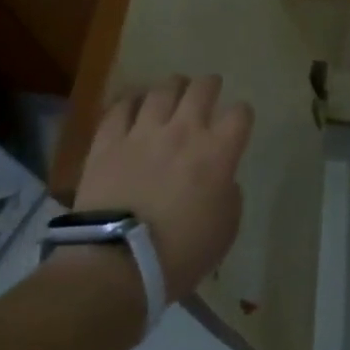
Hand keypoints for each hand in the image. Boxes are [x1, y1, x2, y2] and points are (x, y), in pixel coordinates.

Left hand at [75, 76, 251, 304]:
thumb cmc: (181, 252)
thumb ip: (229, 193)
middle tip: (209, 88)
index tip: (238, 122)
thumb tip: (221, 180)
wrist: (116, 264)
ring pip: (162, 90)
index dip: (242, 115)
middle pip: (202, 89)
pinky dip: (130, 101)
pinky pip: (120, 108)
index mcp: (219, 152)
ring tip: (173, 89)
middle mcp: (184, 131)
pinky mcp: (107, 143)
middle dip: (209, 85)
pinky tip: (134, 102)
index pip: (240, 114)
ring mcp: (143, 133)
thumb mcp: (226, 227)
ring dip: (173, 86)